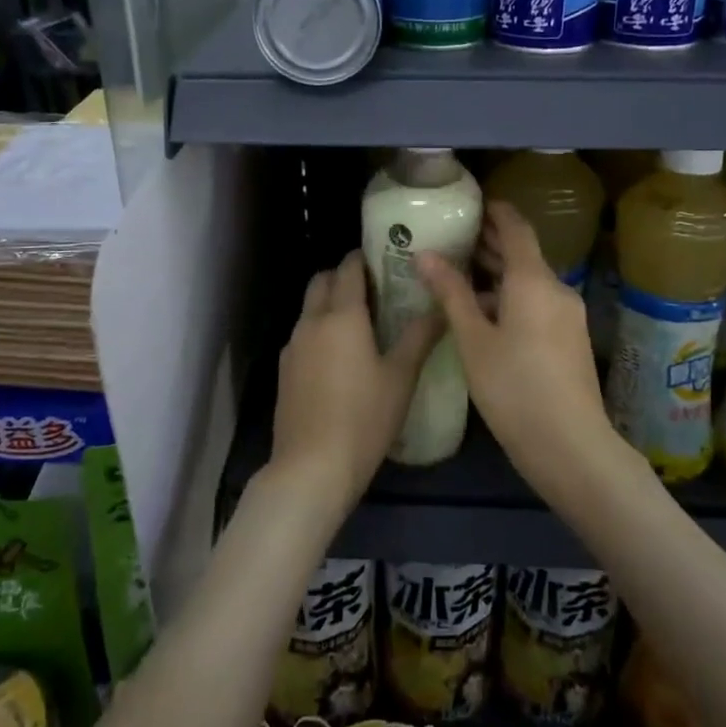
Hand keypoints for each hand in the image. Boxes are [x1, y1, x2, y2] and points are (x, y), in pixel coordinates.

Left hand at [271, 250, 441, 517]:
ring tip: (361, 324)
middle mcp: (311, 322)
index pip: (348, 268)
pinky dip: (320, 330)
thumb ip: (420, 337)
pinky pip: (303, 335)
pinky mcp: (284, 370)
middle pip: (321, 281)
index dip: (364, 259)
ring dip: (330, 303)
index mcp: (341, 316)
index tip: (384, 259)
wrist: (311, 468)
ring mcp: (292, 346)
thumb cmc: (363, 418)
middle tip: (374, 289)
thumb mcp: (401, 378)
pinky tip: (340, 357)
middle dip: (343, 276)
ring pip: (309, 308)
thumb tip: (441, 308)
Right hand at [416, 202, 622, 505]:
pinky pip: (537, 303)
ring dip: (498, 274)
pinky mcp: (569, 339)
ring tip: (459, 274)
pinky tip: (483, 313)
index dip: (496, 212)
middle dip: (490, 244)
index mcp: (533, 281)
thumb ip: (451, 293)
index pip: (516, 228)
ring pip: (529, 282)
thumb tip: (425, 255)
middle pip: (523, 254)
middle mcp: (556, 289)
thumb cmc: (513, 387)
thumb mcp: (473, 340)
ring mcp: (567, 315)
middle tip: (454, 237)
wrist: (570, 445)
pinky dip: (510, 297)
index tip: (472, 203)